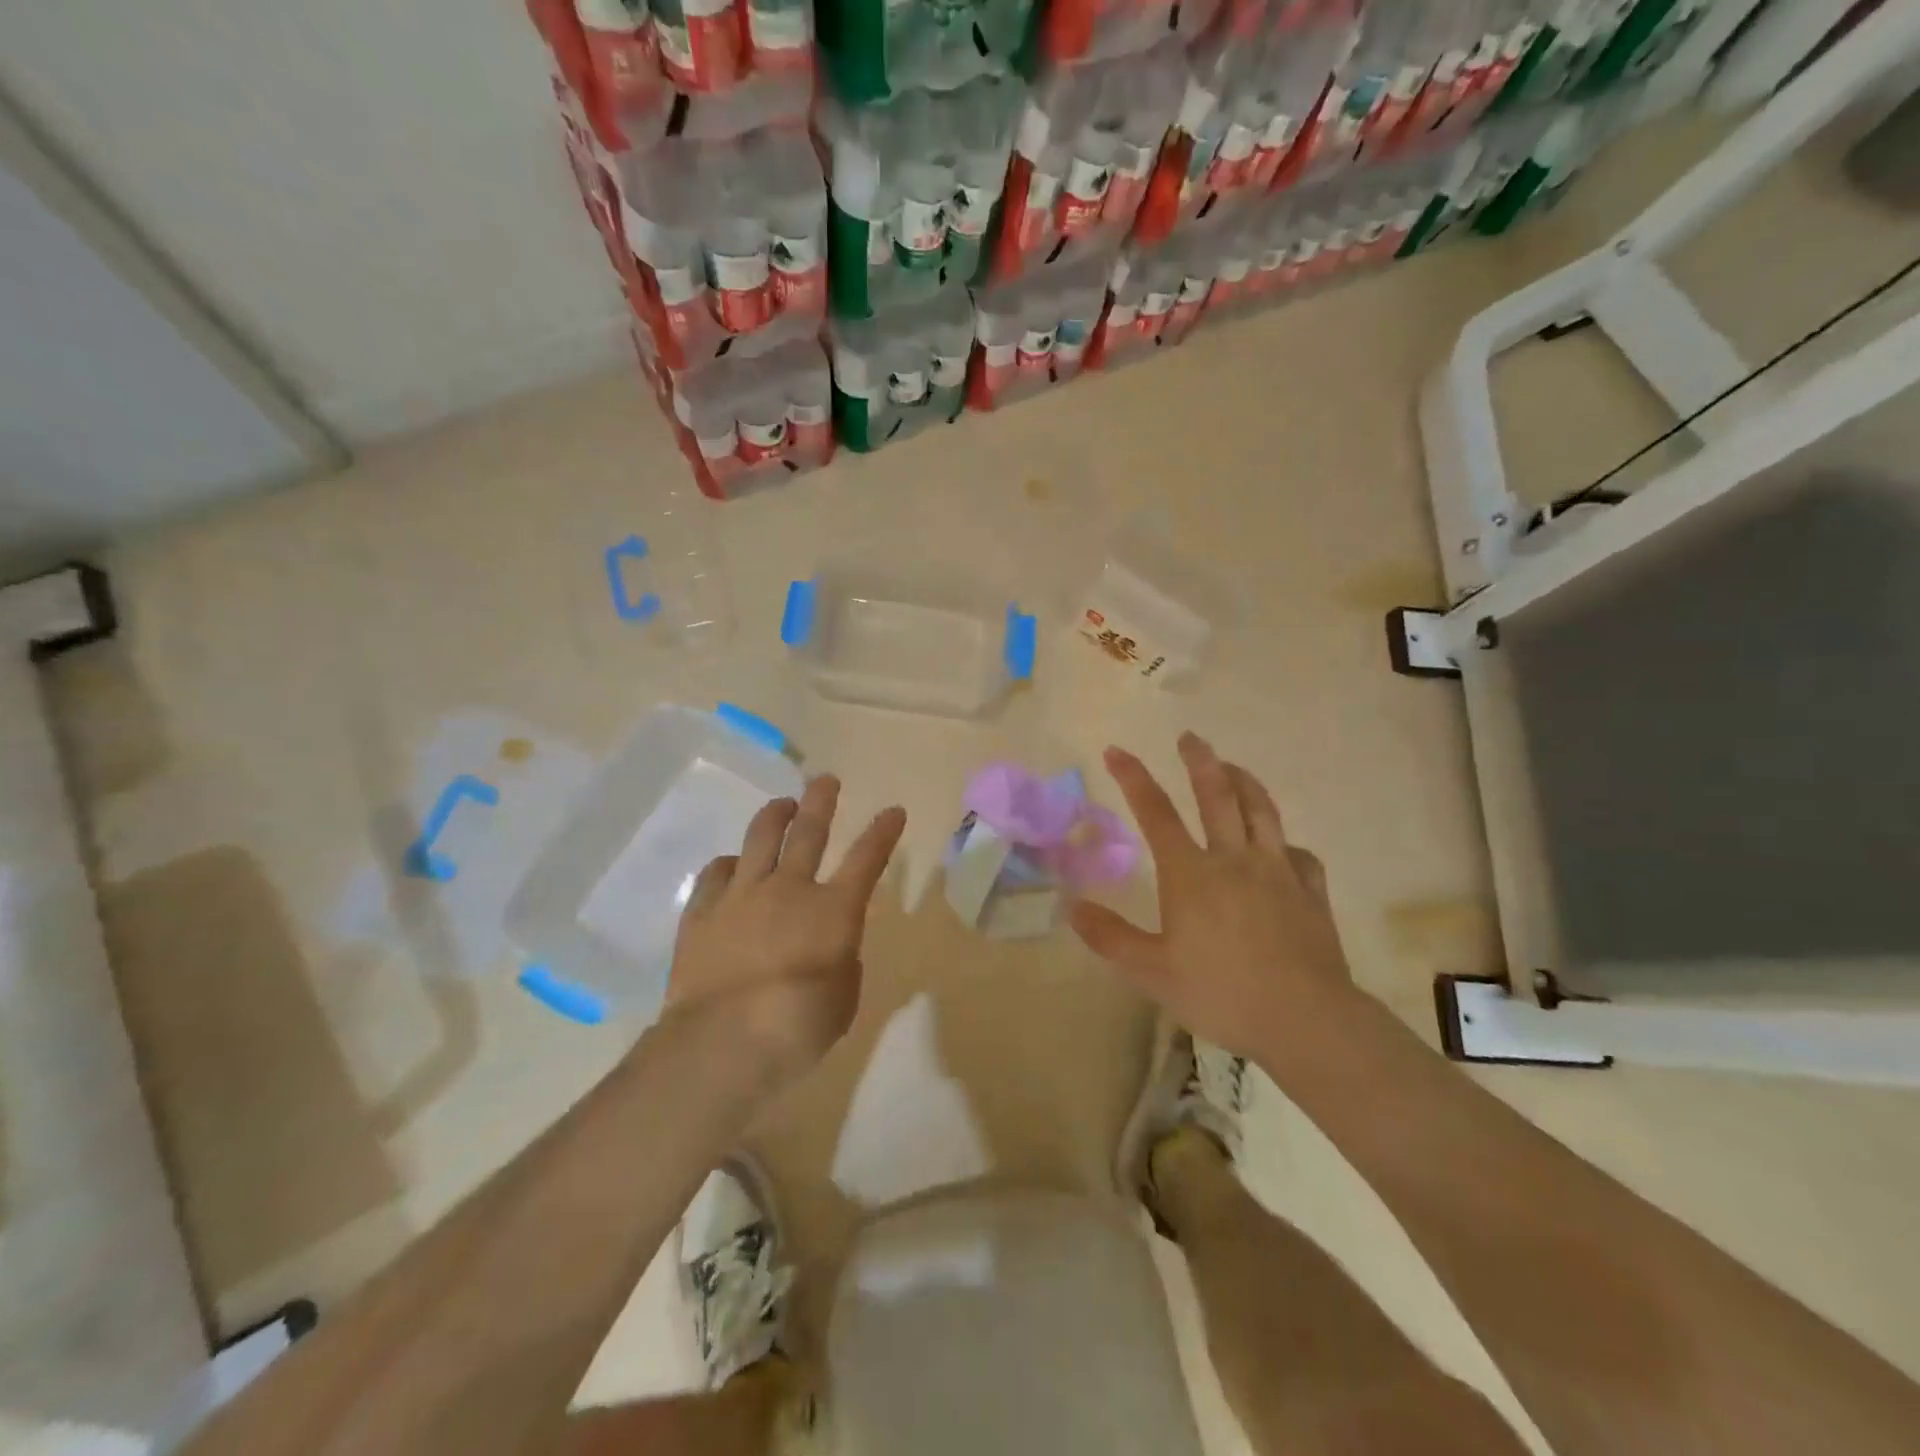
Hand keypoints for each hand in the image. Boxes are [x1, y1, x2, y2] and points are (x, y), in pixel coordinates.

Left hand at [662, 775, 905, 1090]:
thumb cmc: (798, 1027)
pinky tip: (732, 865)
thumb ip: (842, 963)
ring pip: (760, 838)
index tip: (894, 810)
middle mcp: (789, 889)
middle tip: (825, 780)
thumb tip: (830, 948)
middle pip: (809, 831)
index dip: (883, 832)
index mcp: (834, 910)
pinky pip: (716, 873)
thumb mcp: (843, 999)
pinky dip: (729, 864)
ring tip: (782, 805)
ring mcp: (742, 895)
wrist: (723, 1042)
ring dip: (775, 816)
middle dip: (821, 801)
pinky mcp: (702, 912)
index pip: (867, 859)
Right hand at [1069, 733, 1354, 1061]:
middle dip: (1200, 760)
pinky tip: (1283, 848)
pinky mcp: (1310, 892)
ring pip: (1262, 811)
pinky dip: (1286, 843)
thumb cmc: (1221, 993)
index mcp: (1191, 873)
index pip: (1155, 812)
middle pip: (1217, 794)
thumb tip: (1072, 908)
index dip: (1133, 778)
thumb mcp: (1152, 973)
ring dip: (1245, 781)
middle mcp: (1234, 859)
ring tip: (1233, 766)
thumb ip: (1110, 938)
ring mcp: (1278, 871)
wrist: (1305, 1020)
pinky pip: (1300, 855)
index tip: (1116, 750)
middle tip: (1190, 737)